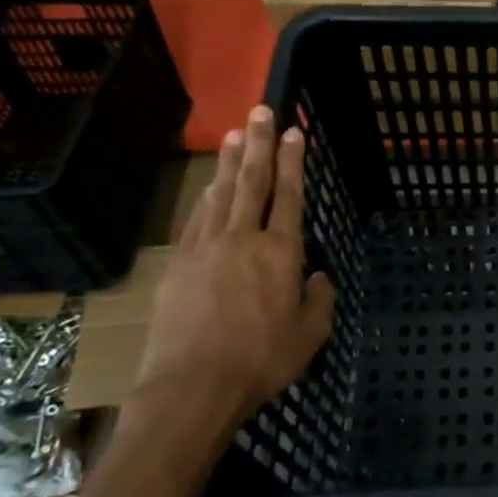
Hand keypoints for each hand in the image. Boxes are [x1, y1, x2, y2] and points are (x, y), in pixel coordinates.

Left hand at [133, 107, 335, 434]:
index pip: (290, 194)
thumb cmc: (261, 360)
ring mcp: (205, 248)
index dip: (292, 160)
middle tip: (259, 109)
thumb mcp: (311, 334)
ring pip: (220, 193)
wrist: (193, 387)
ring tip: (234, 134)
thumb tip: (317, 276)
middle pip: (252, 181)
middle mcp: (243, 239)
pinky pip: (196, 219)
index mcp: (281, 252)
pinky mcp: (178, 264)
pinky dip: (205, 196)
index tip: (292, 131)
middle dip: (258, 143)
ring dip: (230, 161)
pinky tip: (209, 186)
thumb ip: (319, 299)